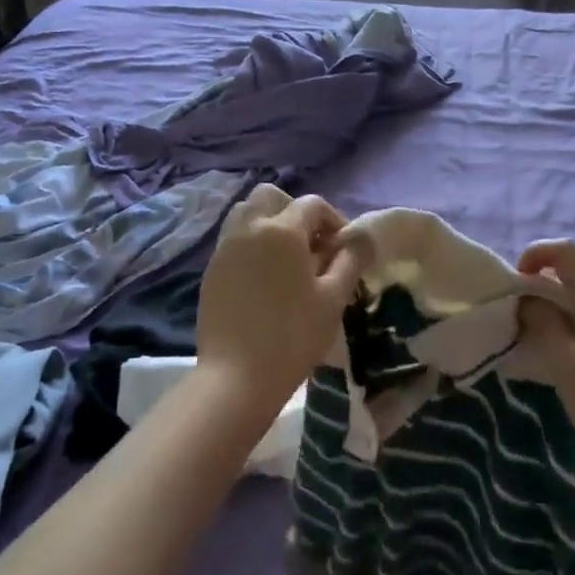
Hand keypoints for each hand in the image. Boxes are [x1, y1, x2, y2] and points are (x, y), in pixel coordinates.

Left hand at [195, 185, 362, 414]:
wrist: (236, 378)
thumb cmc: (293, 336)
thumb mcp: (334, 298)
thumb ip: (351, 259)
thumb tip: (363, 236)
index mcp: (282, 230)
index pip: (313, 204)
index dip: (334, 220)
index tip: (345, 249)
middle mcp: (249, 228)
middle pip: (271, 196)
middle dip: (296, 211)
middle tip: (313, 245)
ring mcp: (225, 248)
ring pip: (247, 213)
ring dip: (270, 223)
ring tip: (287, 259)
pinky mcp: (212, 270)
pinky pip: (234, 240)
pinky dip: (252, 245)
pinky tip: (265, 279)